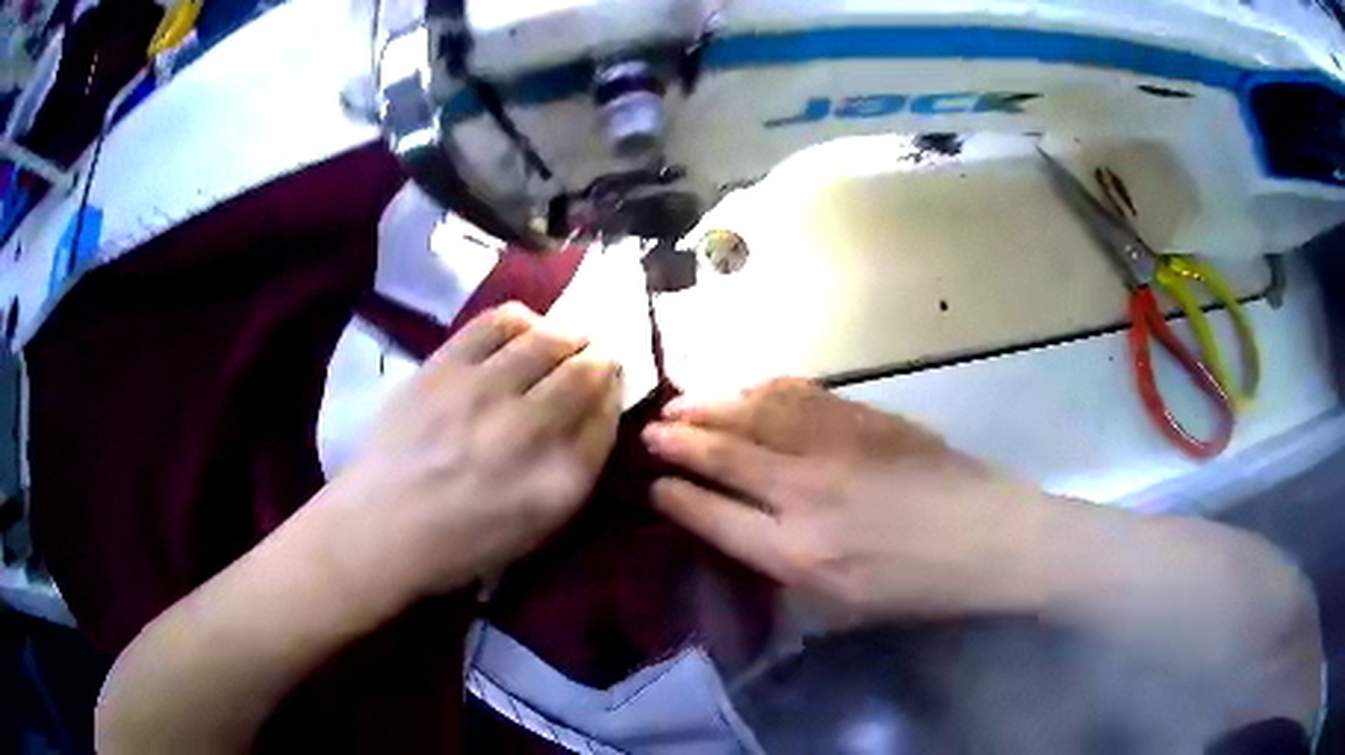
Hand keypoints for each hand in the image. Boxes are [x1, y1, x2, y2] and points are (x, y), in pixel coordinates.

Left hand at [320, 303, 621, 604]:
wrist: (383, 526)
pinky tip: (525, 330)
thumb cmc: (464, 541)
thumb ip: (577, 467)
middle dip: (600, 359)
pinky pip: (500, 321)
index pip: (608, 415)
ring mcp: (484, 391)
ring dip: (568, 335)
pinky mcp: (445, 366)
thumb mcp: (539, 526)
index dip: (614, 393)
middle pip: (586, 371)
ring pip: (549, 338)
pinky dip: (524, 319)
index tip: (609, 385)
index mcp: (559, 480)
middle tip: (594, 357)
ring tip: (564, 340)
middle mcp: (529, 429)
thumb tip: (598, 406)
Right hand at [643, 378, 1052, 623]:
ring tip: (681, 403)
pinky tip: (745, 388)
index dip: (675, 496)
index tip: (653, 484)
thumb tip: (745, 533)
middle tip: (650, 431)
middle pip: (723, 456)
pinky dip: (762, 388)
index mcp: (796, 554)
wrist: (986, 536)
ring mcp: (834, 447)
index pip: (713, 517)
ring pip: (753, 414)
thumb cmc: (916, 586)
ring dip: (710, 405)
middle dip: (677, 441)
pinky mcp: (862, 417)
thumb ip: (786, 568)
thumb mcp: (842, 605)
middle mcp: (804, 494)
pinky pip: (798, 394)